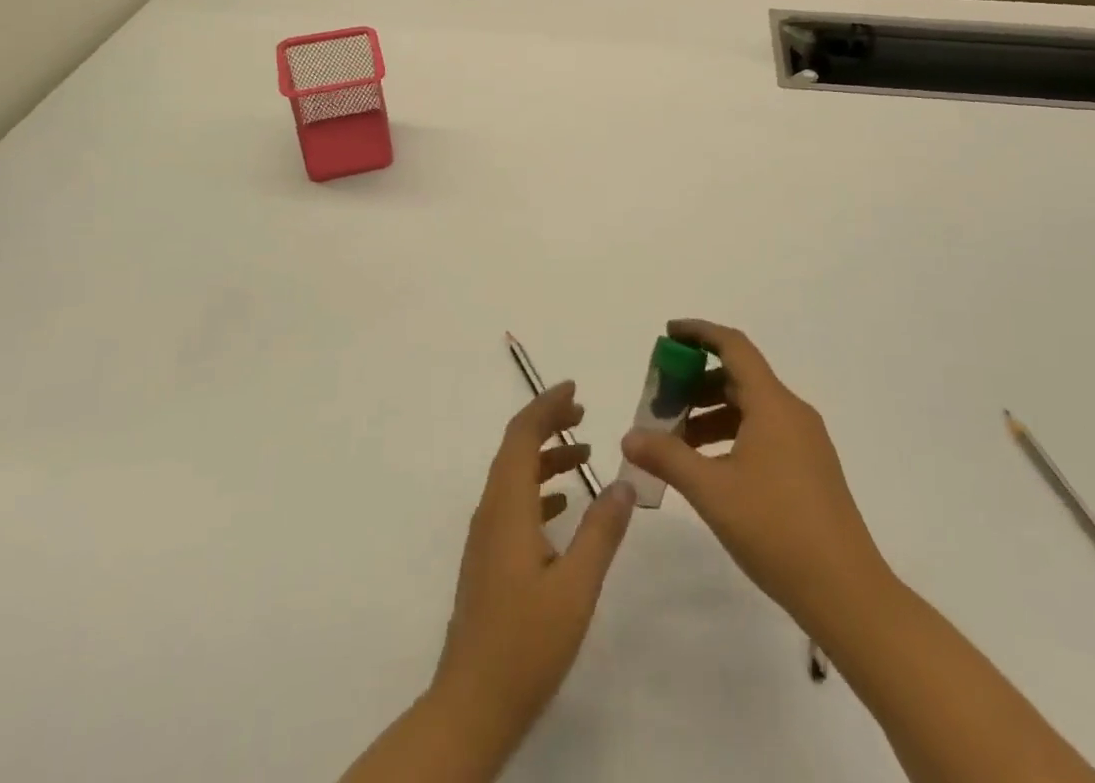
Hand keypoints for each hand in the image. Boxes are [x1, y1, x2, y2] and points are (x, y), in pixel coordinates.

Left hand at [431, 381, 635, 754]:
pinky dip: (539, 488)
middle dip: (547, 424)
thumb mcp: (576, 587)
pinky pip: (513, 503)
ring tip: (584, 452)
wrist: (471, 706)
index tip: (574, 388)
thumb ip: (600, 531)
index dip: (545, 406)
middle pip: (515, 449)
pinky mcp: (488, 560)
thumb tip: (624, 480)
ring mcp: (486, 538)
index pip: (521, 436)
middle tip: (583, 412)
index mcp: (507, 508)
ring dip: (546, 456)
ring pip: (514, 476)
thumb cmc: (525, 644)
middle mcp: (491, 512)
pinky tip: (565, 505)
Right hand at [619, 319, 886, 636]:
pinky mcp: (810, 468)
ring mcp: (805, 441)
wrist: (847, 593)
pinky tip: (709, 467)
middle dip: (696, 383)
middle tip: (660, 402)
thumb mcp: (711, 491)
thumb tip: (630, 436)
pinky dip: (731, 435)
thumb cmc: (776, 529)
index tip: (668, 334)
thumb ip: (667, 457)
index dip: (699, 333)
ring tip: (675, 441)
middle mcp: (792, 412)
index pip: (733, 346)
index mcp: (773, 404)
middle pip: (739, 377)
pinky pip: (764, 432)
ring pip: (750, 408)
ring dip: (711, 414)